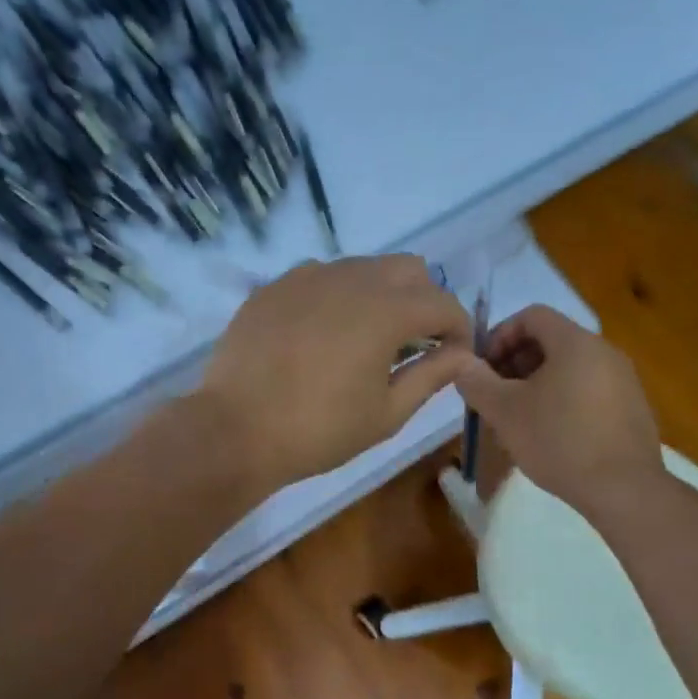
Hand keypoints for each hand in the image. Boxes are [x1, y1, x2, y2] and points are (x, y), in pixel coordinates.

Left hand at [199, 255, 472, 496]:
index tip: (455, 355)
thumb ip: (431, 375)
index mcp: (385, 310)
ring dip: (379, 295)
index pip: (443, 303)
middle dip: (424, 300)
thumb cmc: (318, 430)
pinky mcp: (274, 287)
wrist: (235, 430)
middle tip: (414, 342)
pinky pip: (320, 277)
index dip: (459, 329)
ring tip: (365, 339)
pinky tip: (320, 335)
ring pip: (362, 268)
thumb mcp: (387, 413)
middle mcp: (350, 278)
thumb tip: (463, 354)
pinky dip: (336, 297)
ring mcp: (307, 277)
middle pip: (408, 269)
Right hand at [453, 305, 663, 514]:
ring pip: (568, 368)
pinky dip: (562, 400)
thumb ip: (476, 381)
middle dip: (515, 362)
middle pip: (550, 341)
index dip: (500, 334)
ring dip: (535, 383)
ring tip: (516, 418)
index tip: (482, 367)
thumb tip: (460, 363)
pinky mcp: (632, 408)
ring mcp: (623, 380)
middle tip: (493, 394)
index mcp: (575, 342)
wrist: (624, 490)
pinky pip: (588, 390)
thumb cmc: (558, 440)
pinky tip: (550, 434)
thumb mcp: (504, 411)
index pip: (532, 315)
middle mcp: (604, 351)